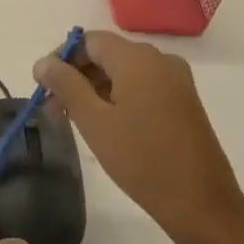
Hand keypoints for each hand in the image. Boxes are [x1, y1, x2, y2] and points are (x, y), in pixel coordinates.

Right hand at [34, 30, 243, 240]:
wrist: (200, 202)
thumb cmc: (140, 159)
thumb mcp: (93, 121)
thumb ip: (65, 85)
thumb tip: (43, 62)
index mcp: (137, 58)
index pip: (89, 41)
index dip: (62, 59)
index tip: (44, 88)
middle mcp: (160, 59)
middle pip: (107, 54)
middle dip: (76, 76)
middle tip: (55, 110)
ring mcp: (176, 80)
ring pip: (124, 72)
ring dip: (96, 89)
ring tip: (76, 121)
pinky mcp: (183, 100)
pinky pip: (143, 86)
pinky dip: (119, 97)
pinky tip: (106, 125)